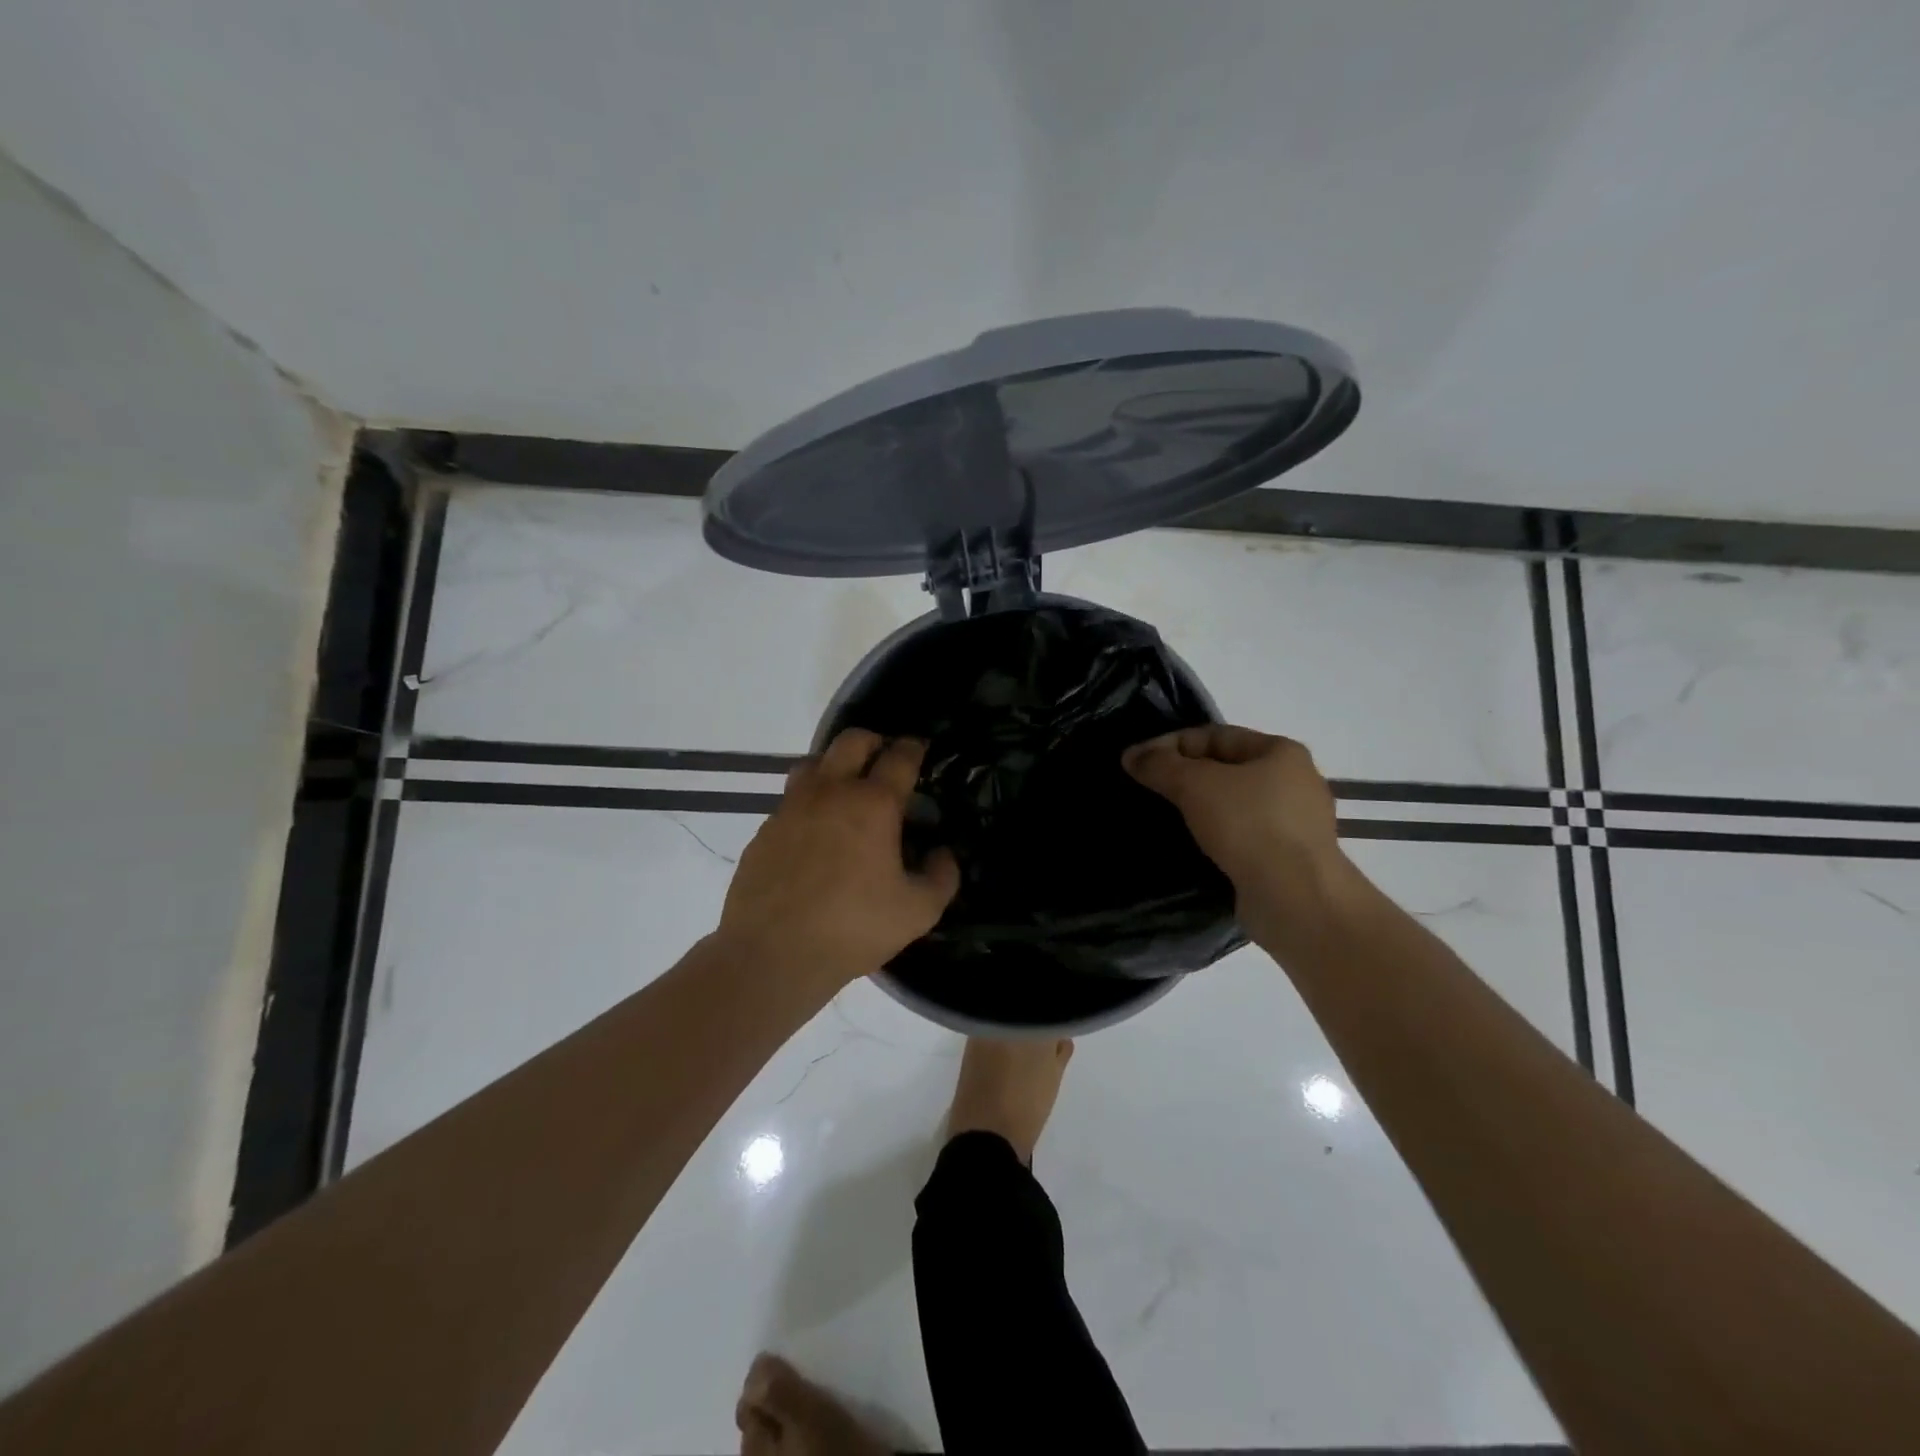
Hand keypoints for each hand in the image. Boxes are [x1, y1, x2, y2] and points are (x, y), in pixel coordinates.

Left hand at [716, 729, 959, 989]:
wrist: (772, 954)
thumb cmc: (854, 928)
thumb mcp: (918, 911)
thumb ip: (942, 877)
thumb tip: (943, 854)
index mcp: (873, 804)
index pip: (899, 757)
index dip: (914, 747)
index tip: (920, 748)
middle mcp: (830, 792)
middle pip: (852, 741)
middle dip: (874, 741)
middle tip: (885, 760)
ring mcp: (792, 808)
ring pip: (813, 763)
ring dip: (834, 765)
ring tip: (846, 790)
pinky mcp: (765, 830)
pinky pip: (790, 800)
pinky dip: (809, 803)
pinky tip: (815, 833)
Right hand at [1123, 725, 1350, 945]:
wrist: (1294, 897)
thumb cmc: (1248, 825)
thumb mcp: (1194, 784)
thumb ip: (1159, 765)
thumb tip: (1131, 755)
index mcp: (1281, 752)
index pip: (1215, 735)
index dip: (1172, 744)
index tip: (1138, 762)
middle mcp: (1295, 782)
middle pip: (1225, 769)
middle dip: (1185, 777)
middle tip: (1149, 790)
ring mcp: (1296, 823)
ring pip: (1233, 805)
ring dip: (1199, 809)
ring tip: (1165, 819)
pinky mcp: (1289, 859)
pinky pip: (1242, 837)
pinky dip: (1216, 837)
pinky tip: (1193, 847)